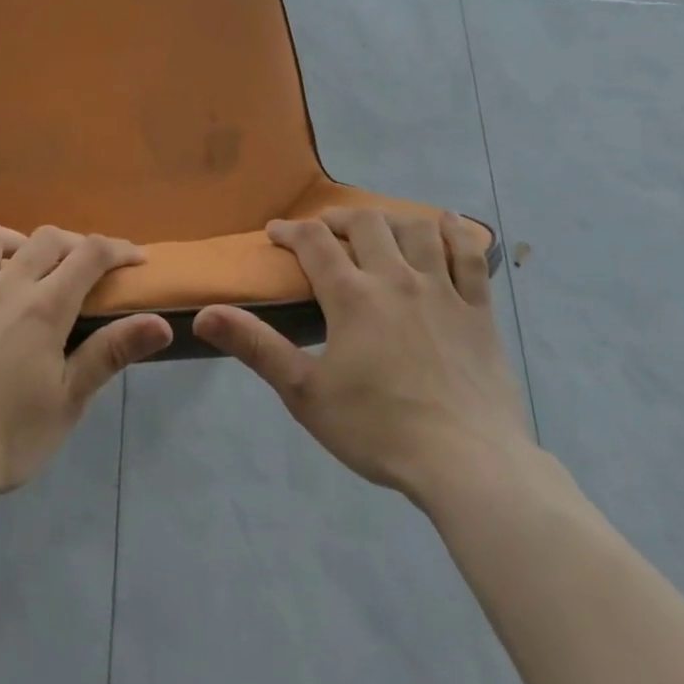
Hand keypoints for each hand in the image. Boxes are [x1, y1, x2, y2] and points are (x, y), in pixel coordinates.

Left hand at [0, 223, 172, 499]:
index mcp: (43, 307)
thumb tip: (160, 324)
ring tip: (23, 266)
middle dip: (74, 243)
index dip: (118, 249)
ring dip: (15, 241)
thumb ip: (111, 354)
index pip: (89, 255)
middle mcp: (3, 287)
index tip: (136, 259)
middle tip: (85, 269)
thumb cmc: (6, 436)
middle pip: (45, 239)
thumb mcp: (68, 401)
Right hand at [193, 209, 531, 500]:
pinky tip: (448, 223)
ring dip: (391, 220)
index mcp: (352, 296)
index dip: (290, 231)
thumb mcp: (305, 393)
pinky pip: (469, 257)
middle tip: (324, 230)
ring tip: (378, 228)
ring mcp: (442, 291)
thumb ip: (256, 347)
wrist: (467, 464)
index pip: (313, 243)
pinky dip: (457, 234)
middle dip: (338, 219)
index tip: (275, 232)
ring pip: (416, 231)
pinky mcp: (478, 310)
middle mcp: (396, 279)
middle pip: (365, 224)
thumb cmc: (378, 429)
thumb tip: (204, 313)